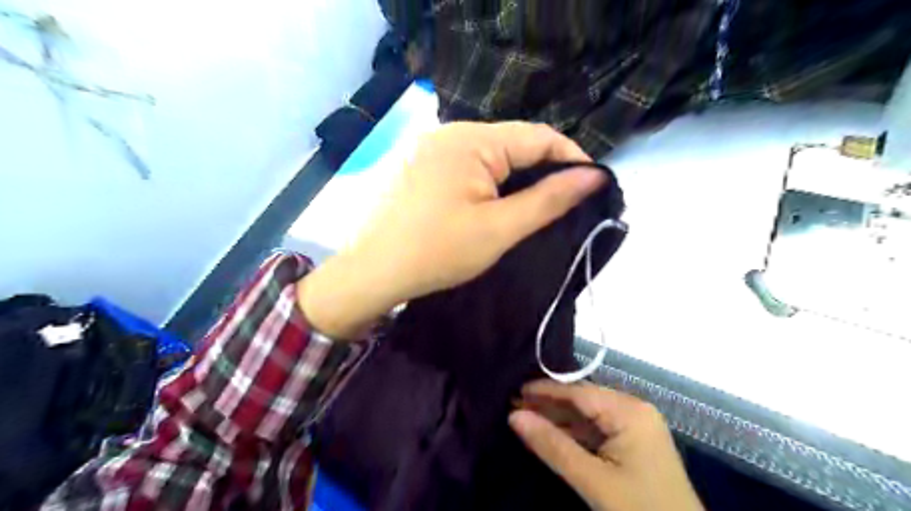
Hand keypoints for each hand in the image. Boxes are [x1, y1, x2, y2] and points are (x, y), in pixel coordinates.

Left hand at [302, 122, 606, 337]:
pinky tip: (494, 200)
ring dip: (516, 174)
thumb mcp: (500, 229)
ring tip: (534, 203)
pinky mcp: (420, 163)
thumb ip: (549, 199)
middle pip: (513, 141)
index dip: (571, 157)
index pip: (538, 136)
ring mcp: (430, 146)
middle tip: (564, 200)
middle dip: (543, 167)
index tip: (592, 185)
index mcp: (471, 140)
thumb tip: (594, 175)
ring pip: (490, 152)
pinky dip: (489, 178)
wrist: (370, 271)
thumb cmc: (436, 252)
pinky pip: (467, 162)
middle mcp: (449, 131)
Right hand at [511, 379, 702, 510]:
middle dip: (549, 405)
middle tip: (515, 408)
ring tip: (527, 420)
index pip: (578, 392)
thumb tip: (514, 417)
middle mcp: (634, 410)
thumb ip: (552, 446)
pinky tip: (552, 435)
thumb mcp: (593, 480)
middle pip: (583, 400)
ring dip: (559, 419)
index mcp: (629, 411)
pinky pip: (598, 429)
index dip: (545, 391)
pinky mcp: (635, 443)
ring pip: (589, 415)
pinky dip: (575, 433)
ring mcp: (637, 426)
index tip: (515, 392)